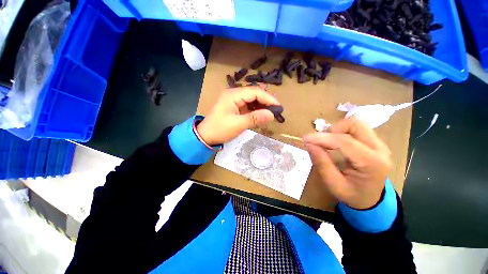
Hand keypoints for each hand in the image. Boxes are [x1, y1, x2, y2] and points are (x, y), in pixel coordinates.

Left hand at [197, 86, 279, 145]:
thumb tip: (272, 115)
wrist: (206, 136)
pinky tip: (262, 115)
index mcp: (233, 95)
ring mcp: (234, 100)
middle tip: (277, 110)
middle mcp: (234, 94)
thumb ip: (255, 118)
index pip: (255, 92)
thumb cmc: (220, 129)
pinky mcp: (235, 107)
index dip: (268, 98)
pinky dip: (256, 110)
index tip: (278, 107)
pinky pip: (248, 106)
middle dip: (266, 101)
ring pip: (252, 100)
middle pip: (254, 94)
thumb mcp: (238, 124)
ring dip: (262, 106)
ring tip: (271, 113)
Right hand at [303, 117, 392, 209]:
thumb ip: (322, 164)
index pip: (345, 142)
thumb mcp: (333, 184)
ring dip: (336, 130)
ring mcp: (378, 144)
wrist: (371, 199)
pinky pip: (354, 129)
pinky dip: (340, 132)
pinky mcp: (373, 142)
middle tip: (321, 142)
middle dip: (333, 129)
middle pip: (355, 125)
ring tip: (326, 143)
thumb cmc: (353, 195)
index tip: (305, 139)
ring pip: (355, 124)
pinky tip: (333, 144)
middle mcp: (379, 149)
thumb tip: (309, 144)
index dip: (322, 138)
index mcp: (372, 163)